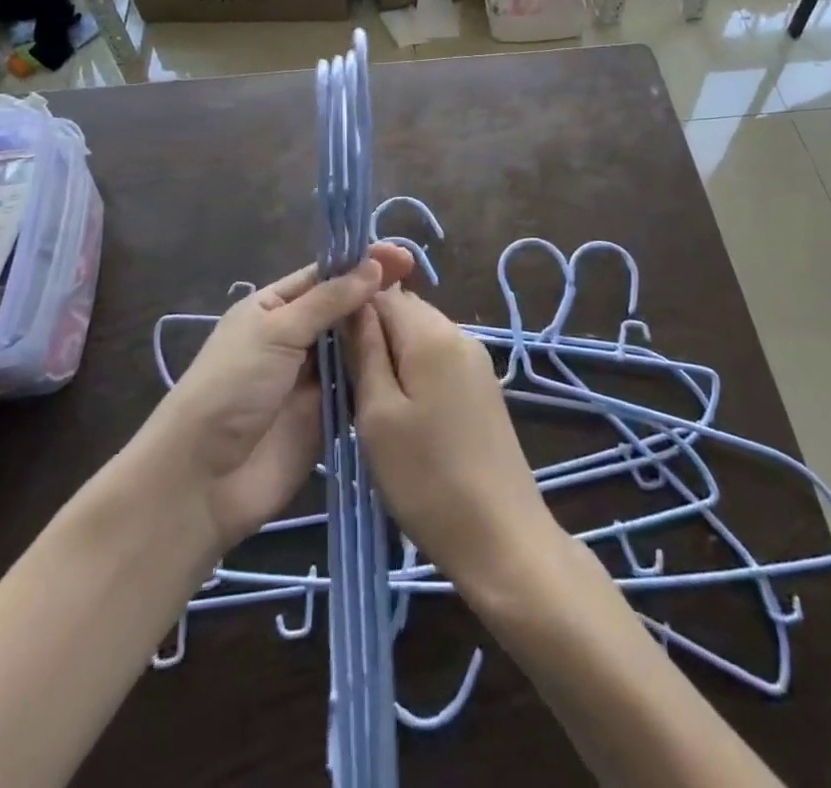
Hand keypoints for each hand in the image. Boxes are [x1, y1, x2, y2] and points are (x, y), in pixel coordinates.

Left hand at [142, 244, 412, 551]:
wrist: (204, 479)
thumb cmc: (232, 387)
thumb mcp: (276, 331)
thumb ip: (329, 300)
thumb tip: (373, 266)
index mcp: (274, 308)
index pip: (324, 276)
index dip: (361, 263)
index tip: (402, 256)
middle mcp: (295, 337)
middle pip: (343, 310)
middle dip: (375, 296)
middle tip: (417, 282)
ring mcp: (313, 378)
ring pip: (356, 347)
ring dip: (381, 333)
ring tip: (421, 318)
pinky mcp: (329, 416)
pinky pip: (360, 386)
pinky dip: (380, 374)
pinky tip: (412, 360)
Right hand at [348, 288, 559, 593]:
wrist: (501, 536)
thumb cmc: (426, 477)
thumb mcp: (377, 415)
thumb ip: (365, 352)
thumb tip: (356, 306)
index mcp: (432, 334)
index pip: (383, 294)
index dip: (353, 312)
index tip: (330, 348)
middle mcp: (459, 334)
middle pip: (406, 312)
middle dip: (374, 334)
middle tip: (347, 379)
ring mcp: (476, 360)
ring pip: (422, 337)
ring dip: (394, 355)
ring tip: (371, 400)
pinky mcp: (483, 386)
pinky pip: (439, 359)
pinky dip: (416, 372)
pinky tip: (404, 411)